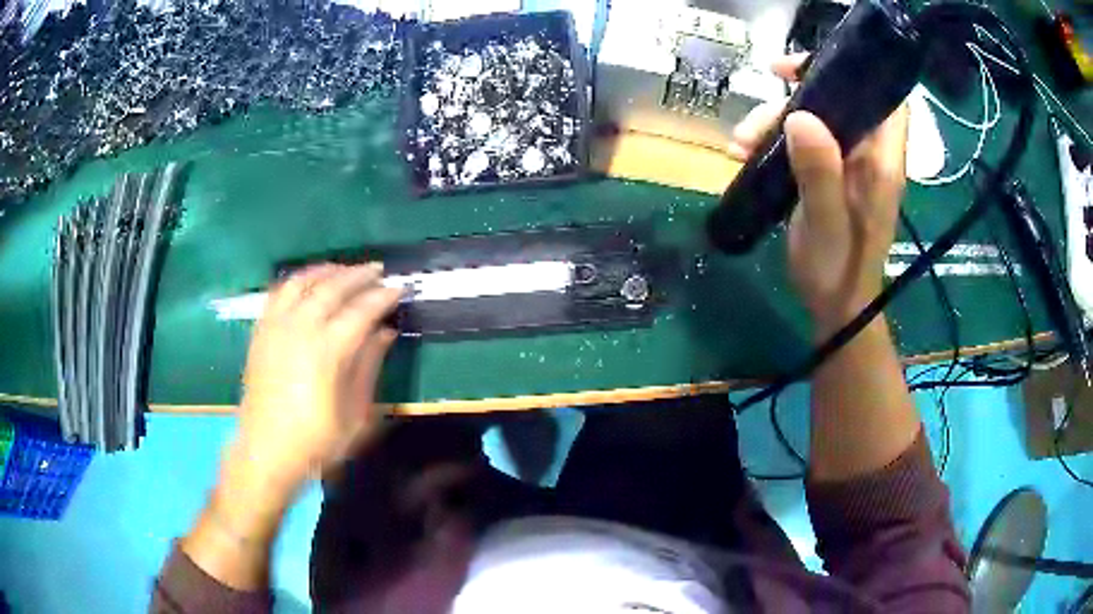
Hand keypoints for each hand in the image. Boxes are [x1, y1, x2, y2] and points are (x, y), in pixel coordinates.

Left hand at [232, 263, 402, 493]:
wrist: (266, 452)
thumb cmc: (316, 441)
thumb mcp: (355, 414)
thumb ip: (369, 366)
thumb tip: (385, 332)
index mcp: (328, 351)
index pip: (361, 311)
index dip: (382, 297)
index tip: (399, 289)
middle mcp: (301, 329)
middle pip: (333, 288)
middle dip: (359, 275)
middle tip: (378, 270)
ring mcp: (276, 327)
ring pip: (303, 282)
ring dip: (327, 271)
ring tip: (345, 269)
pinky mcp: (261, 331)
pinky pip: (278, 292)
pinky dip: (297, 280)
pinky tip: (308, 283)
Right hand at [728, 56, 908, 336]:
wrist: (836, 308)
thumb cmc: (837, 271)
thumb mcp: (826, 224)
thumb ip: (820, 173)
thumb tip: (800, 116)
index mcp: (880, 160)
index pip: (883, 97)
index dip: (851, 72)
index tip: (804, 71)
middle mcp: (868, 154)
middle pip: (837, 103)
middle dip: (793, 100)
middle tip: (756, 119)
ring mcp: (849, 164)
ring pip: (815, 120)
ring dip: (775, 123)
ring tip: (740, 146)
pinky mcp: (831, 174)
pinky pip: (804, 141)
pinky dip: (775, 141)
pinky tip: (747, 156)